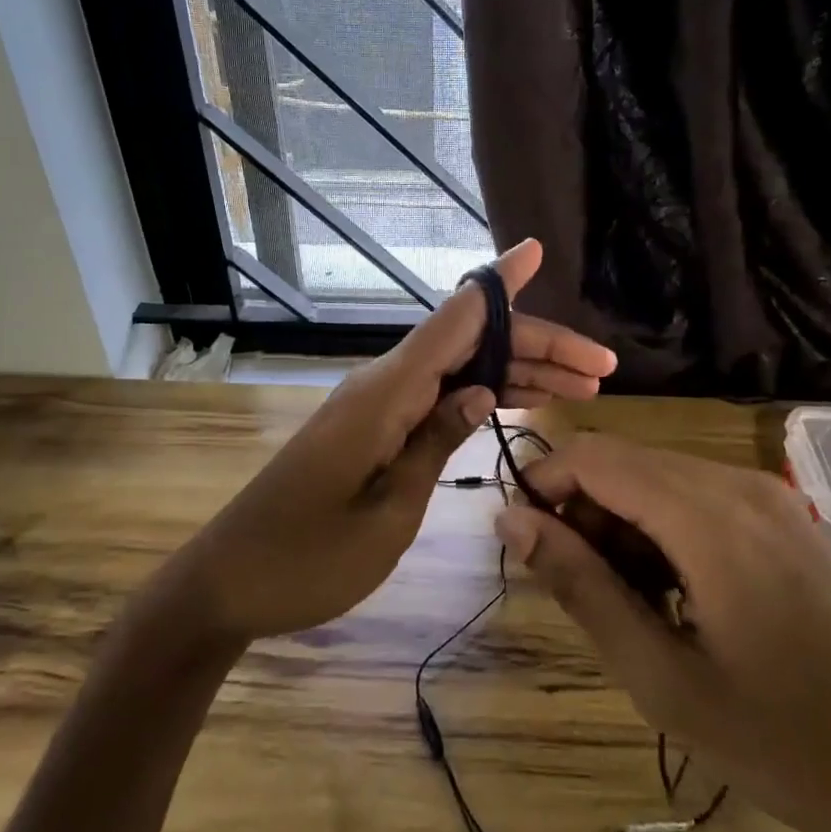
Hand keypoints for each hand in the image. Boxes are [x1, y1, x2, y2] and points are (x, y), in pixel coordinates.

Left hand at [178, 240, 616, 642]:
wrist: (229, 582)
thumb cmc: (306, 560)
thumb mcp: (387, 513)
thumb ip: (434, 444)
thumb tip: (483, 390)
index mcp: (385, 394)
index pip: (454, 320)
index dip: (499, 284)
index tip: (535, 249)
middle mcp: (383, 386)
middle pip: (469, 345)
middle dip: (536, 348)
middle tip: (601, 370)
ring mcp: (376, 407)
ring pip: (459, 370)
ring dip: (517, 374)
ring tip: (582, 389)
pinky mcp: (372, 430)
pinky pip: (436, 397)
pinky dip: (480, 398)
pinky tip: (520, 403)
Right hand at [492, 435, 830, 831]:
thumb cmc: (784, 741)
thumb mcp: (661, 676)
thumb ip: (581, 586)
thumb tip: (511, 520)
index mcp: (709, 515)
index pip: (594, 457)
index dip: (542, 484)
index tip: (521, 541)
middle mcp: (738, 484)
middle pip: (625, 462)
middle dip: (581, 509)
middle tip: (576, 588)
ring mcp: (770, 497)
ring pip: (658, 477)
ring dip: (620, 522)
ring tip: (625, 602)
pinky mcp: (785, 518)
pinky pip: (697, 496)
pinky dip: (661, 527)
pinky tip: (674, 594)